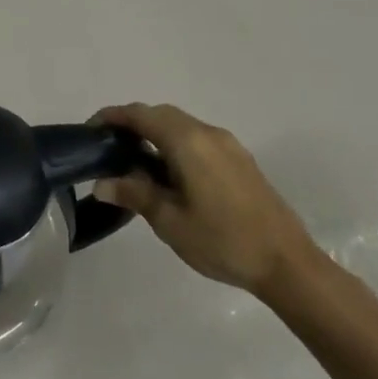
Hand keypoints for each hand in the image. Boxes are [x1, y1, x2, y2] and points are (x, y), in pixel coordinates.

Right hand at [93, 104, 320, 298]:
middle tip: (108, 148)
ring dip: (155, 134)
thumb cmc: (222, 240)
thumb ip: (134, 194)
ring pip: (181, 125)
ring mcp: (228, 145)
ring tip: (133, 163)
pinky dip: (175, 144)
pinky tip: (168, 174)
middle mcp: (208, 133)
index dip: (112, 117)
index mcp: (187, 142)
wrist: (287, 263)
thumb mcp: (169, 221)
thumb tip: (101, 183)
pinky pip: (197, 139)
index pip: (141, 115)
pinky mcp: (239, 160)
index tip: (90, 130)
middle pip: (161, 114)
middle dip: (132, 124)